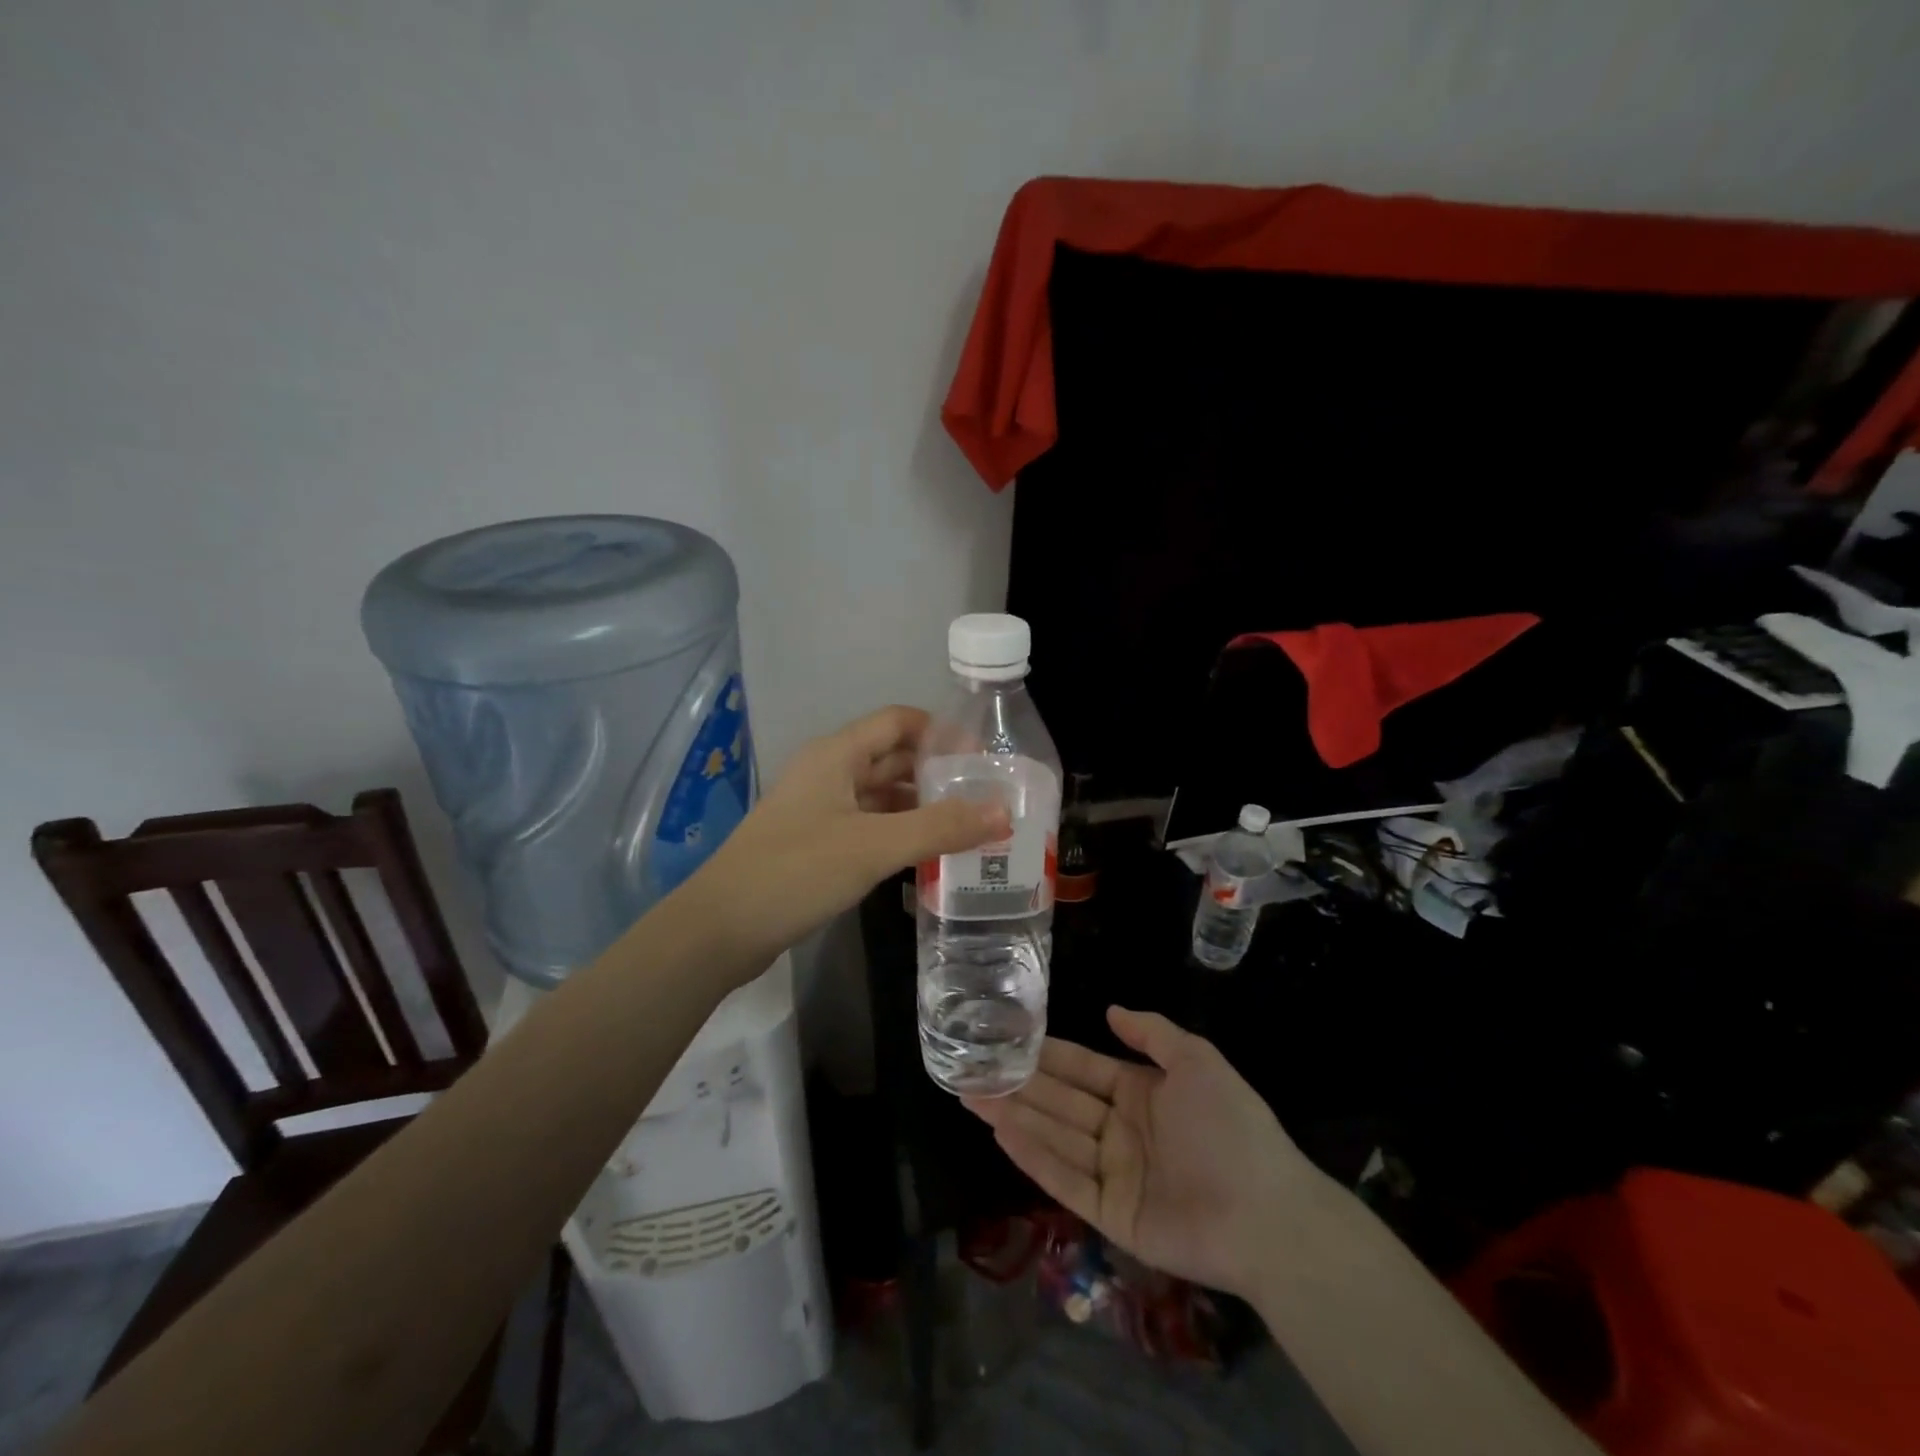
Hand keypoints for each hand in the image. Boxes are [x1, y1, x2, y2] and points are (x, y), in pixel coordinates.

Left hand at [692, 705, 1008, 962]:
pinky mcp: (815, 843)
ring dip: (921, 805)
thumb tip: (1003, 812)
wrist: (720, 928)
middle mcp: (828, 772)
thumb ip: (940, 827)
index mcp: (836, 754)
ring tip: (967, 826)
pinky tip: (927, 855)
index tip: (983, 758)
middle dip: (937, 772)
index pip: (898, 721)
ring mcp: (819, 809)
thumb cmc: (796, 871)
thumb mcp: (873, 846)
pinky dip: (899, 833)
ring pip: (881, 794)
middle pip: (892, 757)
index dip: (941, 732)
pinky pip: (868, 825)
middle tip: (985, 796)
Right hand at [965, 1007, 1333, 1297]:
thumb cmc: (1230, 1126)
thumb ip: (1151, 1033)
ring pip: (1055, 1137)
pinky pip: (1065, 1179)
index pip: (1083, 1068)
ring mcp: (1114, 1173)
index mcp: (1141, 1092)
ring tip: (972, 1094)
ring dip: (1015, 1115)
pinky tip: (1002, 1132)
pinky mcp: (1110, 1214)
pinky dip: (1033, 1156)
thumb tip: (1110, 1009)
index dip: (1048, 1055)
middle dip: (1018, 1084)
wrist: (1267, 1214)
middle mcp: (1121, 1130)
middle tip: (972, 1067)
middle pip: (1060, 1102)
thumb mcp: (1196, 1060)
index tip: (1009, 1039)